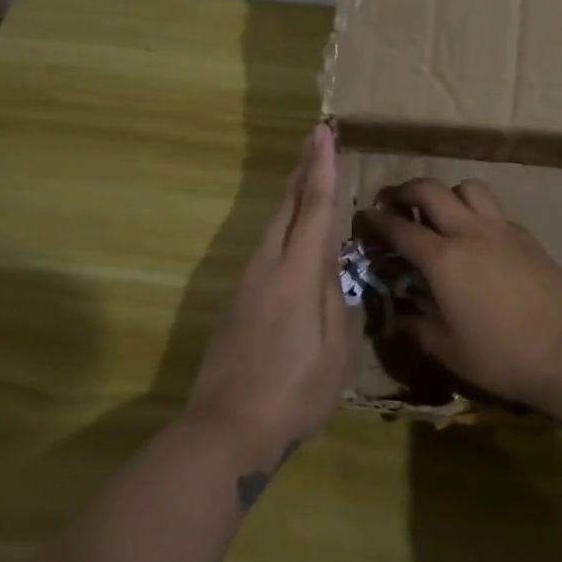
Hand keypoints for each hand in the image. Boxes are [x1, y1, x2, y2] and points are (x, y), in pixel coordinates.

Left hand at [187, 124, 351, 475]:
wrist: (226, 428)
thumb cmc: (293, 393)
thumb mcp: (334, 351)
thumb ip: (335, 300)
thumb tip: (329, 269)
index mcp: (296, 274)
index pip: (314, 208)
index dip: (322, 169)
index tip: (323, 133)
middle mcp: (267, 266)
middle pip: (287, 207)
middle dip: (302, 171)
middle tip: (315, 141)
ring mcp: (246, 282)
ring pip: (272, 227)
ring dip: (292, 198)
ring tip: (308, 179)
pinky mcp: (236, 300)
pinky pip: (265, 249)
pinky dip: (283, 229)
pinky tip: (292, 236)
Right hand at [363, 178, 561, 413]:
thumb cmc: (502, 356)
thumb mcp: (449, 350)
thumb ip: (420, 326)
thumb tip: (403, 313)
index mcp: (443, 260)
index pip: (401, 228)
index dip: (378, 220)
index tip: (366, 217)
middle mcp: (469, 233)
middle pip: (431, 190)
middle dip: (405, 191)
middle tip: (394, 203)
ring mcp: (501, 229)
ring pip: (467, 187)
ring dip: (446, 193)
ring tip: (439, 213)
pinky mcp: (526, 236)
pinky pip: (493, 209)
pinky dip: (475, 211)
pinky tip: (477, 237)